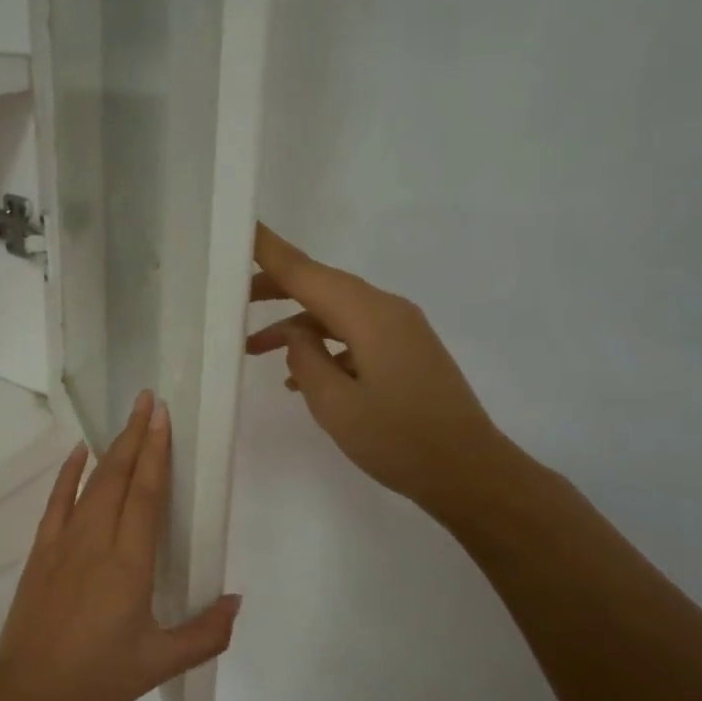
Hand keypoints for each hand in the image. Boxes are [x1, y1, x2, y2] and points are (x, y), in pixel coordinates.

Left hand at [0, 391, 240, 700]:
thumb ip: (205, 634)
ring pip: (91, 484)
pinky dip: (67, 474)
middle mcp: (95, 542)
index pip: (145, 495)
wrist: (27, 694)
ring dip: (110, 448)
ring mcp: (63, 543)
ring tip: (127, 420)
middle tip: (148, 400)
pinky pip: (56, 503)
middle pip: (118, 477)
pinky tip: (77, 453)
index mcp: (128, 564)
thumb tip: (236, 600)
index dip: (156, 453)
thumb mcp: (158, 664)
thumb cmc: (96, 678)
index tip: (162, 416)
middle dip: (135, 436)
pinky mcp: (42, 552)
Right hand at [247, 223, 514, 522]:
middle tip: (231, 299)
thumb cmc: (398, 441)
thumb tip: (295, 333)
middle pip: (322, 286)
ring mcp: (400, 330)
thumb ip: (306, 360)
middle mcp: (387, 310)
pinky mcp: (405, 351)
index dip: (270, 251)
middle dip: (276, 289)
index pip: (307, 272)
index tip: (240, 228)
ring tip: (252, 348)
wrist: (469, 472)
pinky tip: (298, 377)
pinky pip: (353, 334)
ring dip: (296, 325)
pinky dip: (322, 346)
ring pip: (335, 312)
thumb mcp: (336, 405)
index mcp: (370, 316)